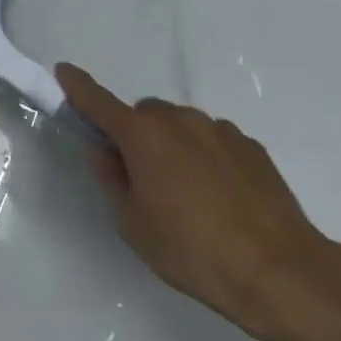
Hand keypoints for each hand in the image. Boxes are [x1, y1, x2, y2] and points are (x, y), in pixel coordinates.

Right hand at [56, 63, 340, 340]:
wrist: (276, 269)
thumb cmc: (189, 250)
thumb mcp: (132, 223)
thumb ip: (112, 180)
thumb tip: (105, 152)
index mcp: (145, 137)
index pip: (101, 103)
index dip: (79, 88)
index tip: (64, 71)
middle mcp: (184, 122)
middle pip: (145, 114)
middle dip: (134, 134)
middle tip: (136, 177)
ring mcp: (223, 132)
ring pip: (181, 126)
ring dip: (170, 146)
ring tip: (182, 195)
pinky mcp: (252, 148)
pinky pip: (212, 141)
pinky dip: (202, 157)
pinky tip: (215, 197)